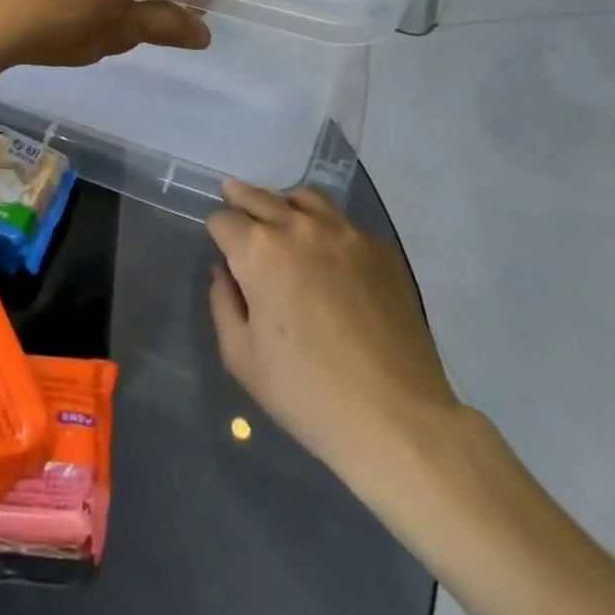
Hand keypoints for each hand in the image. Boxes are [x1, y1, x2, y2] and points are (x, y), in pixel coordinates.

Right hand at [208, 180, 460, 478]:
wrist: (398, 418)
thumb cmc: (308, 394)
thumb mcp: (242, 358)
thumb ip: (223, 304)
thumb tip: (223, 273)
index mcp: (259, 251)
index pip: (224, 220)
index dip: (216, 230)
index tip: (219, 243)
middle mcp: (299, 227)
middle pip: (260, 196)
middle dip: (241, 199)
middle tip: (233, 200)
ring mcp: (345, 233)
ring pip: (305, 197)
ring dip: (284, 203)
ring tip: (281, 217)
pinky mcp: (380, 249)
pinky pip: (342, 222)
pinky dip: (324, 225)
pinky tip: (326, 251)